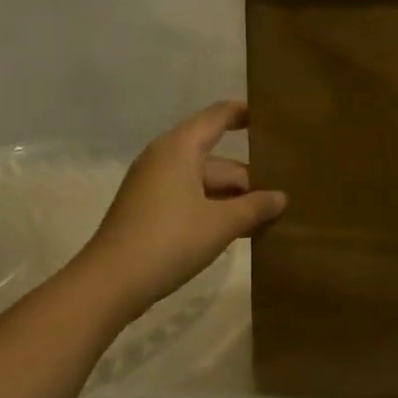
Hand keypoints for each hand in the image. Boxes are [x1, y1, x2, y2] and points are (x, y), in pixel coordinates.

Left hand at [80, 101, 285, 319]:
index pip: (218, 116)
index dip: (245, 113)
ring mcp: (154, 185)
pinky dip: (215, 210)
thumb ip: (255, 207)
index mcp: (180, 148)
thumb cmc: (169, 240)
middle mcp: (165, 158)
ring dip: (234, 199)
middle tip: (286, 194)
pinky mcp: (150, 211)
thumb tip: (281, 197)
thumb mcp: (221, 224)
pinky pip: (191, 199)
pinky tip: (240, 232)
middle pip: (217, 159)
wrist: (110, 283)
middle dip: (249, 177)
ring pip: (205, 183)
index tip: (273, 118)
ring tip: (270, 217)